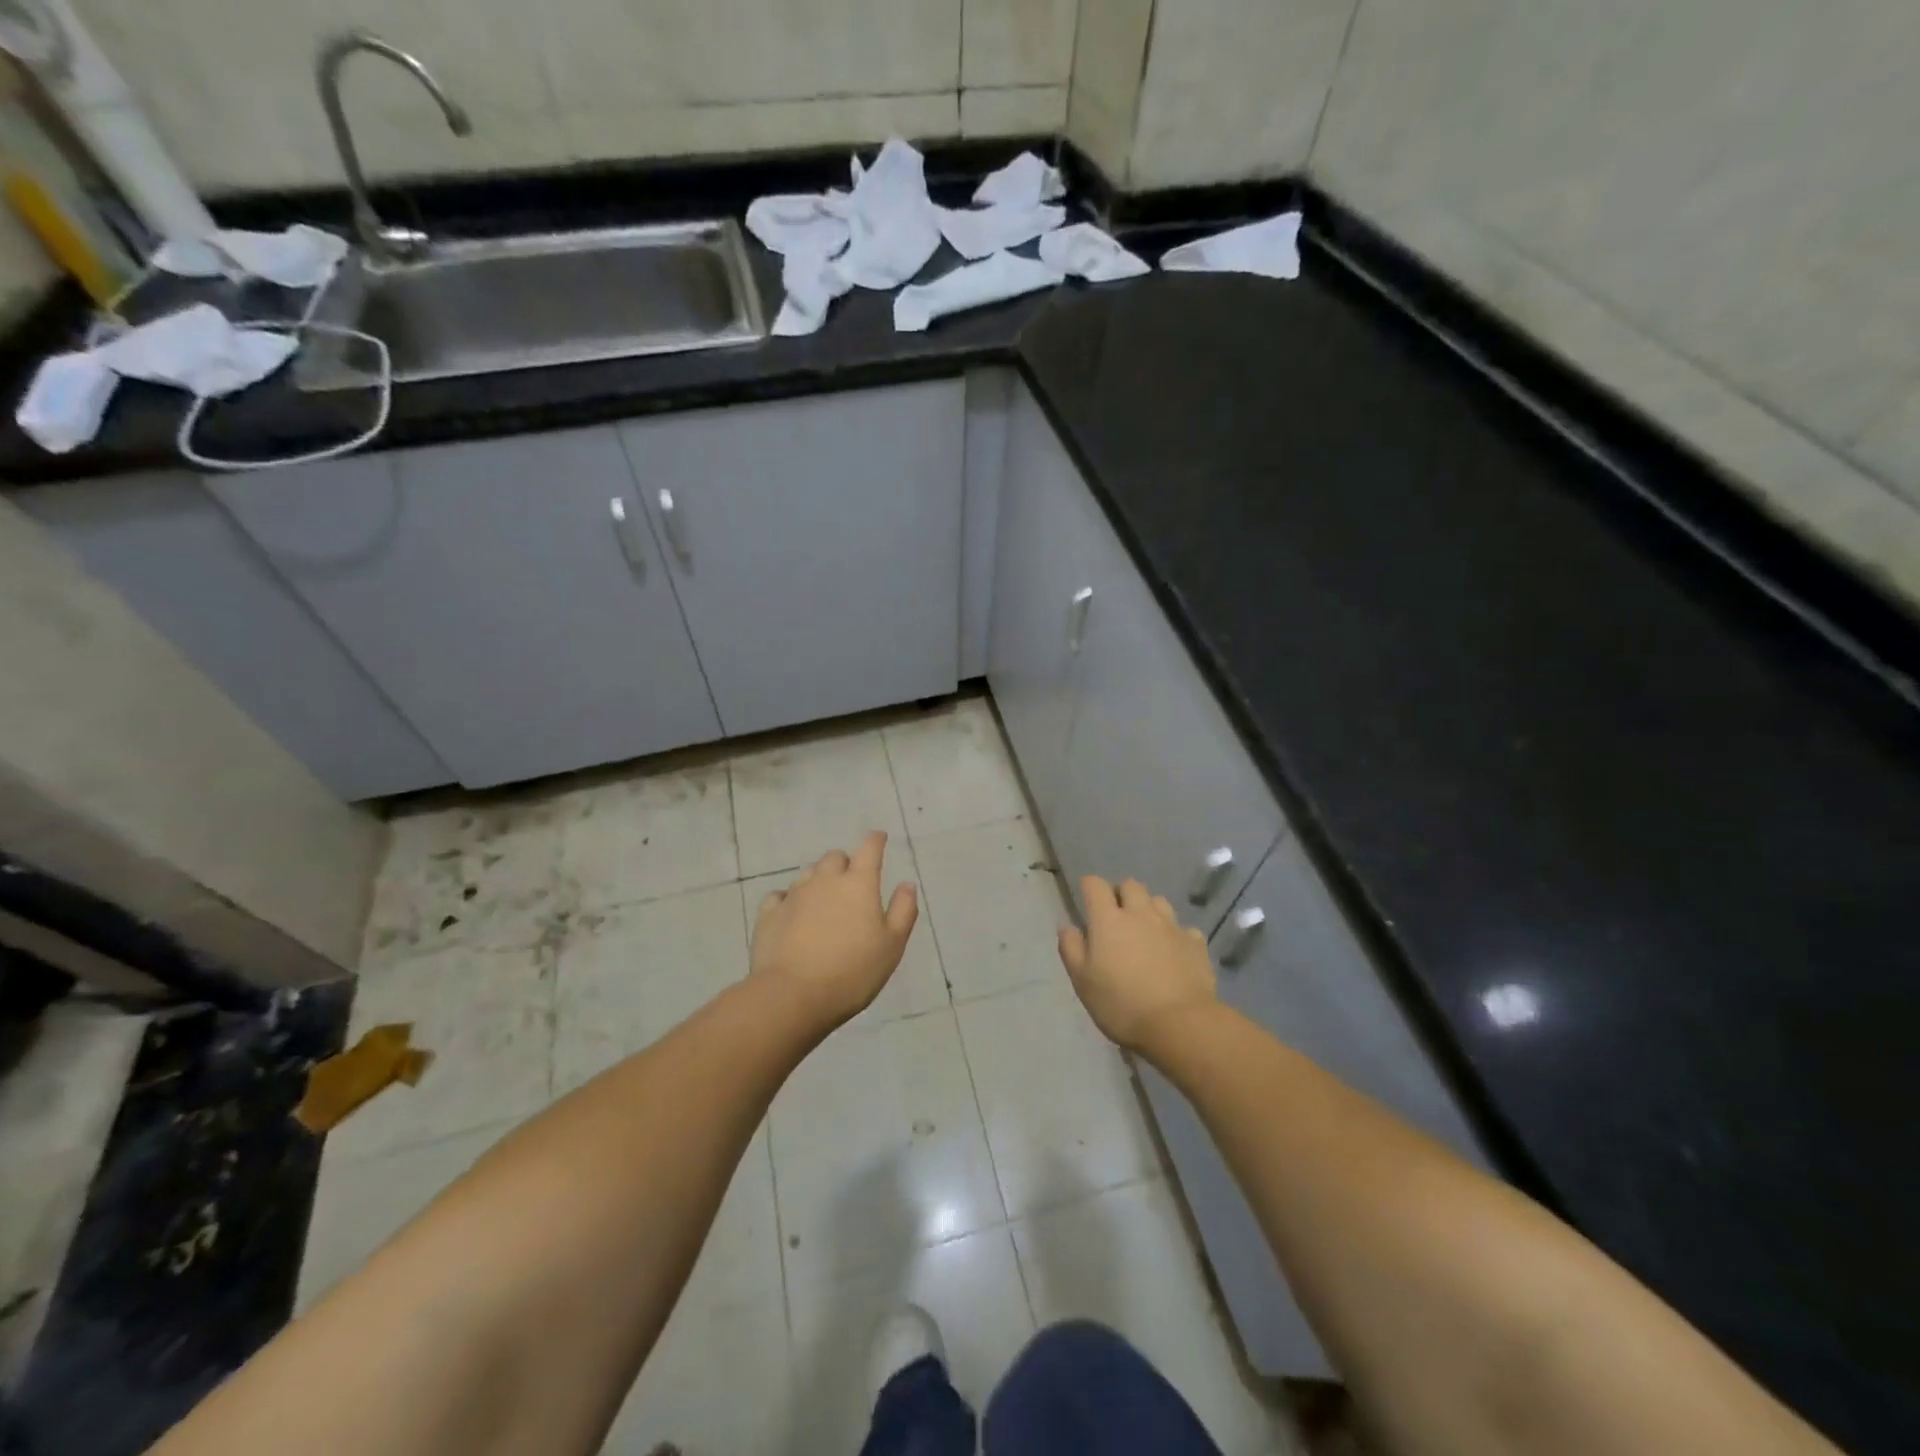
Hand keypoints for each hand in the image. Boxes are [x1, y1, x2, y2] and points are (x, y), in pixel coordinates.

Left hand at [749, 831, 917, 1032]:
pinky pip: (780, 896)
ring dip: (819, 881)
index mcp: (859, 884)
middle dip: (845, 864)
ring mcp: (794, 895)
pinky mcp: (769, 913)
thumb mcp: (892, 946)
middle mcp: (825, 880)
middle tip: (852, 885)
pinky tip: (792, 915)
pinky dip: (790, 900)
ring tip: (824, 903)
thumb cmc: (852, 972)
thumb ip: (903, 911)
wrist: (792, 996)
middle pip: (835, 858)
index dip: (876, 840)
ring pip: (808, 874)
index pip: (869, 848)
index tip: (879, 838)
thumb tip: (906, 884)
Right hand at [1057, 876, 1217, 1053]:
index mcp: (1109, 920)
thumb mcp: (1083, 982)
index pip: (1095, 884)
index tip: (1086, 899)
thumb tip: (1068, 927)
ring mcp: (1172, 926)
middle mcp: (1141, 914)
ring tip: (1145, 931)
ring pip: (1159, 901)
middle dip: (1121, 894)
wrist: (1180, 1024)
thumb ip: (1071, 949)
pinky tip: (1173, 952)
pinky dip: (1176, 935)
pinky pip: (1184, 929)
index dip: (1089, 886)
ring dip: (1149, 909)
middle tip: (1116, 917)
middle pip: (1130, 885)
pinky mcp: (1196, 944)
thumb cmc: (1122, 1004)